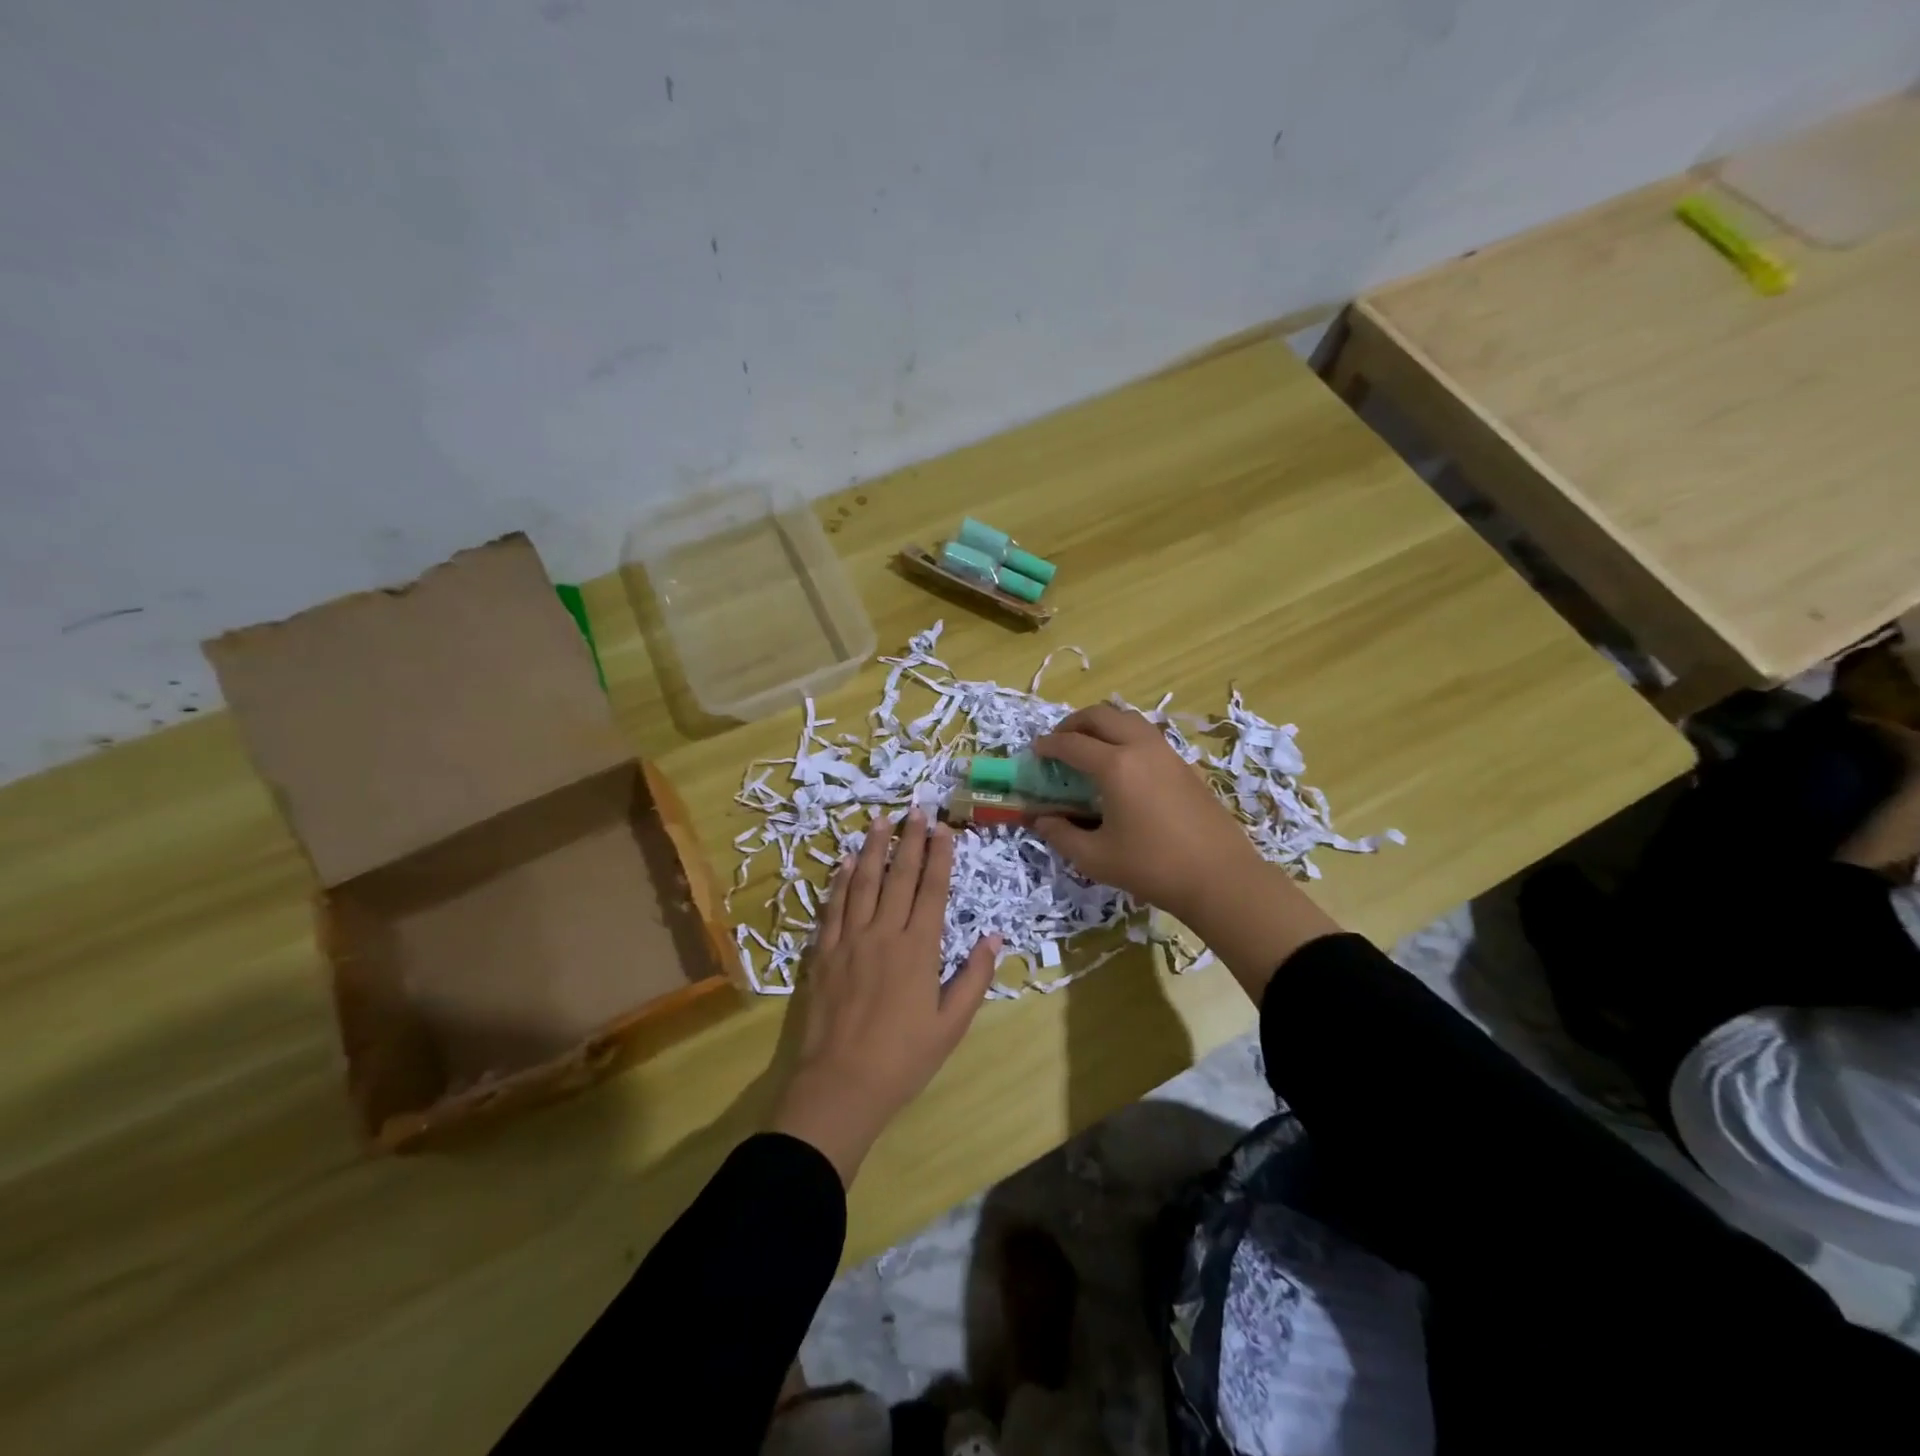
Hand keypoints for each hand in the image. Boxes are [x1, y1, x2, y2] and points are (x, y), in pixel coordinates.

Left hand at [770, 810, 998, 1184]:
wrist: (841, 1085)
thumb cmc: (903, 1059)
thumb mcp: (951, 1025)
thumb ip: (973, 978)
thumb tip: (995, 937)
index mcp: (919, 949)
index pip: (932, 890)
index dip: (939, 856)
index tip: (943, 828)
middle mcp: (884, 933)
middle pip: (899, 876)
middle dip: (910, 840)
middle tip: (916, 809)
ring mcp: (849, 940)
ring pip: (863, 882)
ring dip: (873, 848)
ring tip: (880, 820)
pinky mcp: (823, 952)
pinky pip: (833, 906)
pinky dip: (840, 881)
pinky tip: (845, 862)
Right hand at [1031, 704, 1339, 998]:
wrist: (1220, 877)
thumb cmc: (1152, 867)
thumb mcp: (1095, 857)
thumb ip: (1061, 835)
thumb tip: (1040, 819)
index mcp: (1115, 766)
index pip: (1072, 744)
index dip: (1048, 745)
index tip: (1034, 751)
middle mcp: (1140, 748)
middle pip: (1101, 715)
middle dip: (1074, 723)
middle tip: (1059, 741)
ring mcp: (1166, 753)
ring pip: (1128, 719)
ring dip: (1102, 724)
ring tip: (1088, 746)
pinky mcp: (1184, 764)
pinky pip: (1146, 734)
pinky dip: (1124, 735)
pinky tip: (1121, 764)